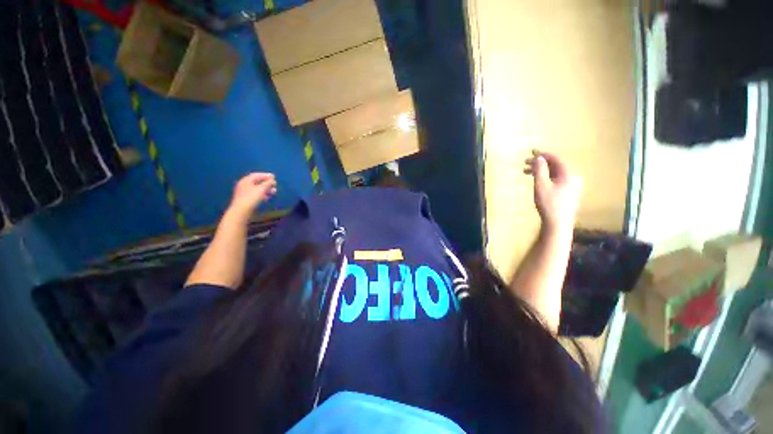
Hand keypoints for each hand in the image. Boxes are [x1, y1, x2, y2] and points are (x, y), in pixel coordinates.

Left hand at [227, 173, 276, 217]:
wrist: (241, 211)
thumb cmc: (251, 198)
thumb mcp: (261, 189)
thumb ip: (268, 183)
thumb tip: (272, 180)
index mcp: (246, 180)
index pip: (256, 175)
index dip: (265, 175)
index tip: (274, 176)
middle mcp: (244, 185)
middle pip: (256, 181)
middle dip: (266, 183)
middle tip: (274, 184)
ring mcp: (244, 192)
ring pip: (257, 188)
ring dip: (266, 189)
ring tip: (274, 191)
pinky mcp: (246, 199)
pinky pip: (255, 194)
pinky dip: (262, 194)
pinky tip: (267, 197)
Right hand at [524, 151, 580, 231]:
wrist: (558, 223)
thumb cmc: (549, 203)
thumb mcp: (541, 185)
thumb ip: (540, 170)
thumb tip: (538, 158)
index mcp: (567, 174)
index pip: (556, 159)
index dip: (543, 154)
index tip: (531, 152)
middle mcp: (571, 178)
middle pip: (555, 166)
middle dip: (540, 163)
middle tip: (525, 163)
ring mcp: (569, 186)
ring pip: (554, 174)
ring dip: (541, 171)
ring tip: (526, 173)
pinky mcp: (566, 194)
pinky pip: (555, 180)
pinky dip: (544, 178)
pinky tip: (536, 182)